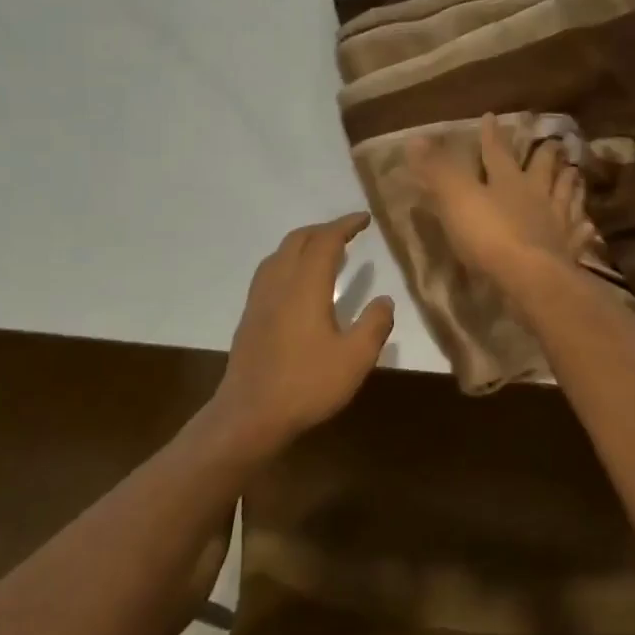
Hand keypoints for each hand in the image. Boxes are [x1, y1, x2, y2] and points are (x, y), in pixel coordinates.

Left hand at [213, 213, 394, 447]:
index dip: (345, 225)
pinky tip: (298, 283)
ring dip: (303, 244)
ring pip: (279, 255)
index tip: (364, 219)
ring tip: (324, 251)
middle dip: (323, 229)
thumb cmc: (307, 384)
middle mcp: (279, 283)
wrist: (249, 415)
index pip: (325, 241)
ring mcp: (259, 300)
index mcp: (306, 286)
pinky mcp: (250, 317)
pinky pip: (270, 272)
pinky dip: (289, 262)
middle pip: (298, 240)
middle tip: (348, 232)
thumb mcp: (355, 358)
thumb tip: (385, 299)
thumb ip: (375, 325)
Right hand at [408, 115, 596, 291]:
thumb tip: (416, 139)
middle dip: (546, 154)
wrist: (532, 278)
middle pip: (544, 168)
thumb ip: (438, 170)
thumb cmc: (491, 236)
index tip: (492, 116)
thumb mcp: (456, 199)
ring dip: (570, 182)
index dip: (491, 135)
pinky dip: (583, 226)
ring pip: (567, 194)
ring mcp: (558, 221)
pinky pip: (579, 233)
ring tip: (575, 172)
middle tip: (554, 141)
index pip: (496, 151)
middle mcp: (537, 195)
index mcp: (508, 180)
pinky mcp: (570, 249)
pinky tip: (588, 225)